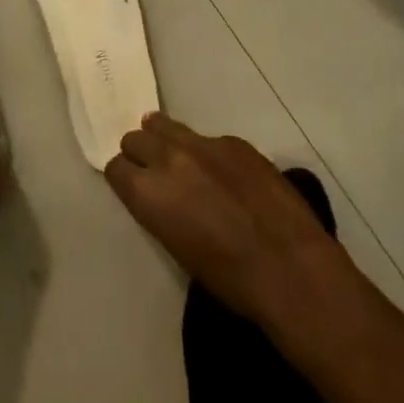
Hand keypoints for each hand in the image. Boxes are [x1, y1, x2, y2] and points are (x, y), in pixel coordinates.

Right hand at [104, 113, 350, 326]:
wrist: (287, 265)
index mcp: (149, 192)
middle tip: (150, 168)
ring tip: (175, 153)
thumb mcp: (177, 246)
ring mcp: (204, 144)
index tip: (131, 183)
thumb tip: (162, 195)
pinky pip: (208, 139)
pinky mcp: (234, 141)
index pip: (116, 167)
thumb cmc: (227, 276)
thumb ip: (160, 208)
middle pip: (137, 138)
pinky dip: (207, 151)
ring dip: (165, 138)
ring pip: (168, 126)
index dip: (123, 176)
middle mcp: (169, 158)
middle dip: (140, 151)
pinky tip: (223, 172)